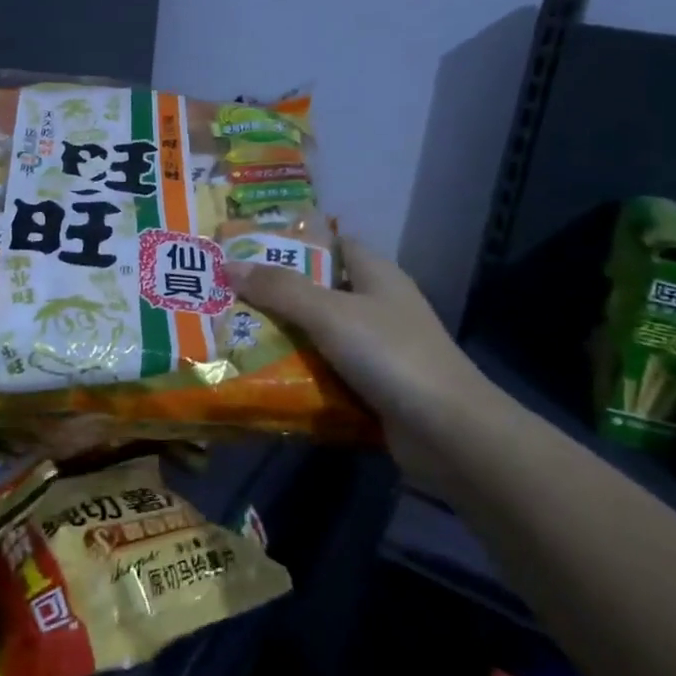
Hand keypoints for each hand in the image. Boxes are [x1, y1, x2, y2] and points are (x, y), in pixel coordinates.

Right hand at [229, 239, 496, 464]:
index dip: (292, 242)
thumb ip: (280, 289)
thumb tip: (229, 265)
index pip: (331, 243)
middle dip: (275, 294)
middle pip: (319, 290)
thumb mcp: (329, 313)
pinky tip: (263, 376)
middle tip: (226, 296)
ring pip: (319, 333)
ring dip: (283, 337)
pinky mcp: (373, 385)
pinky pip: (326, 370)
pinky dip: (299, 372)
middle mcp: (377, 305)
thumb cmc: (391, 355)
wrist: (449, 433)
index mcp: (375, 274)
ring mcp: (377, 348)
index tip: (247, 248)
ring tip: (231, 335)